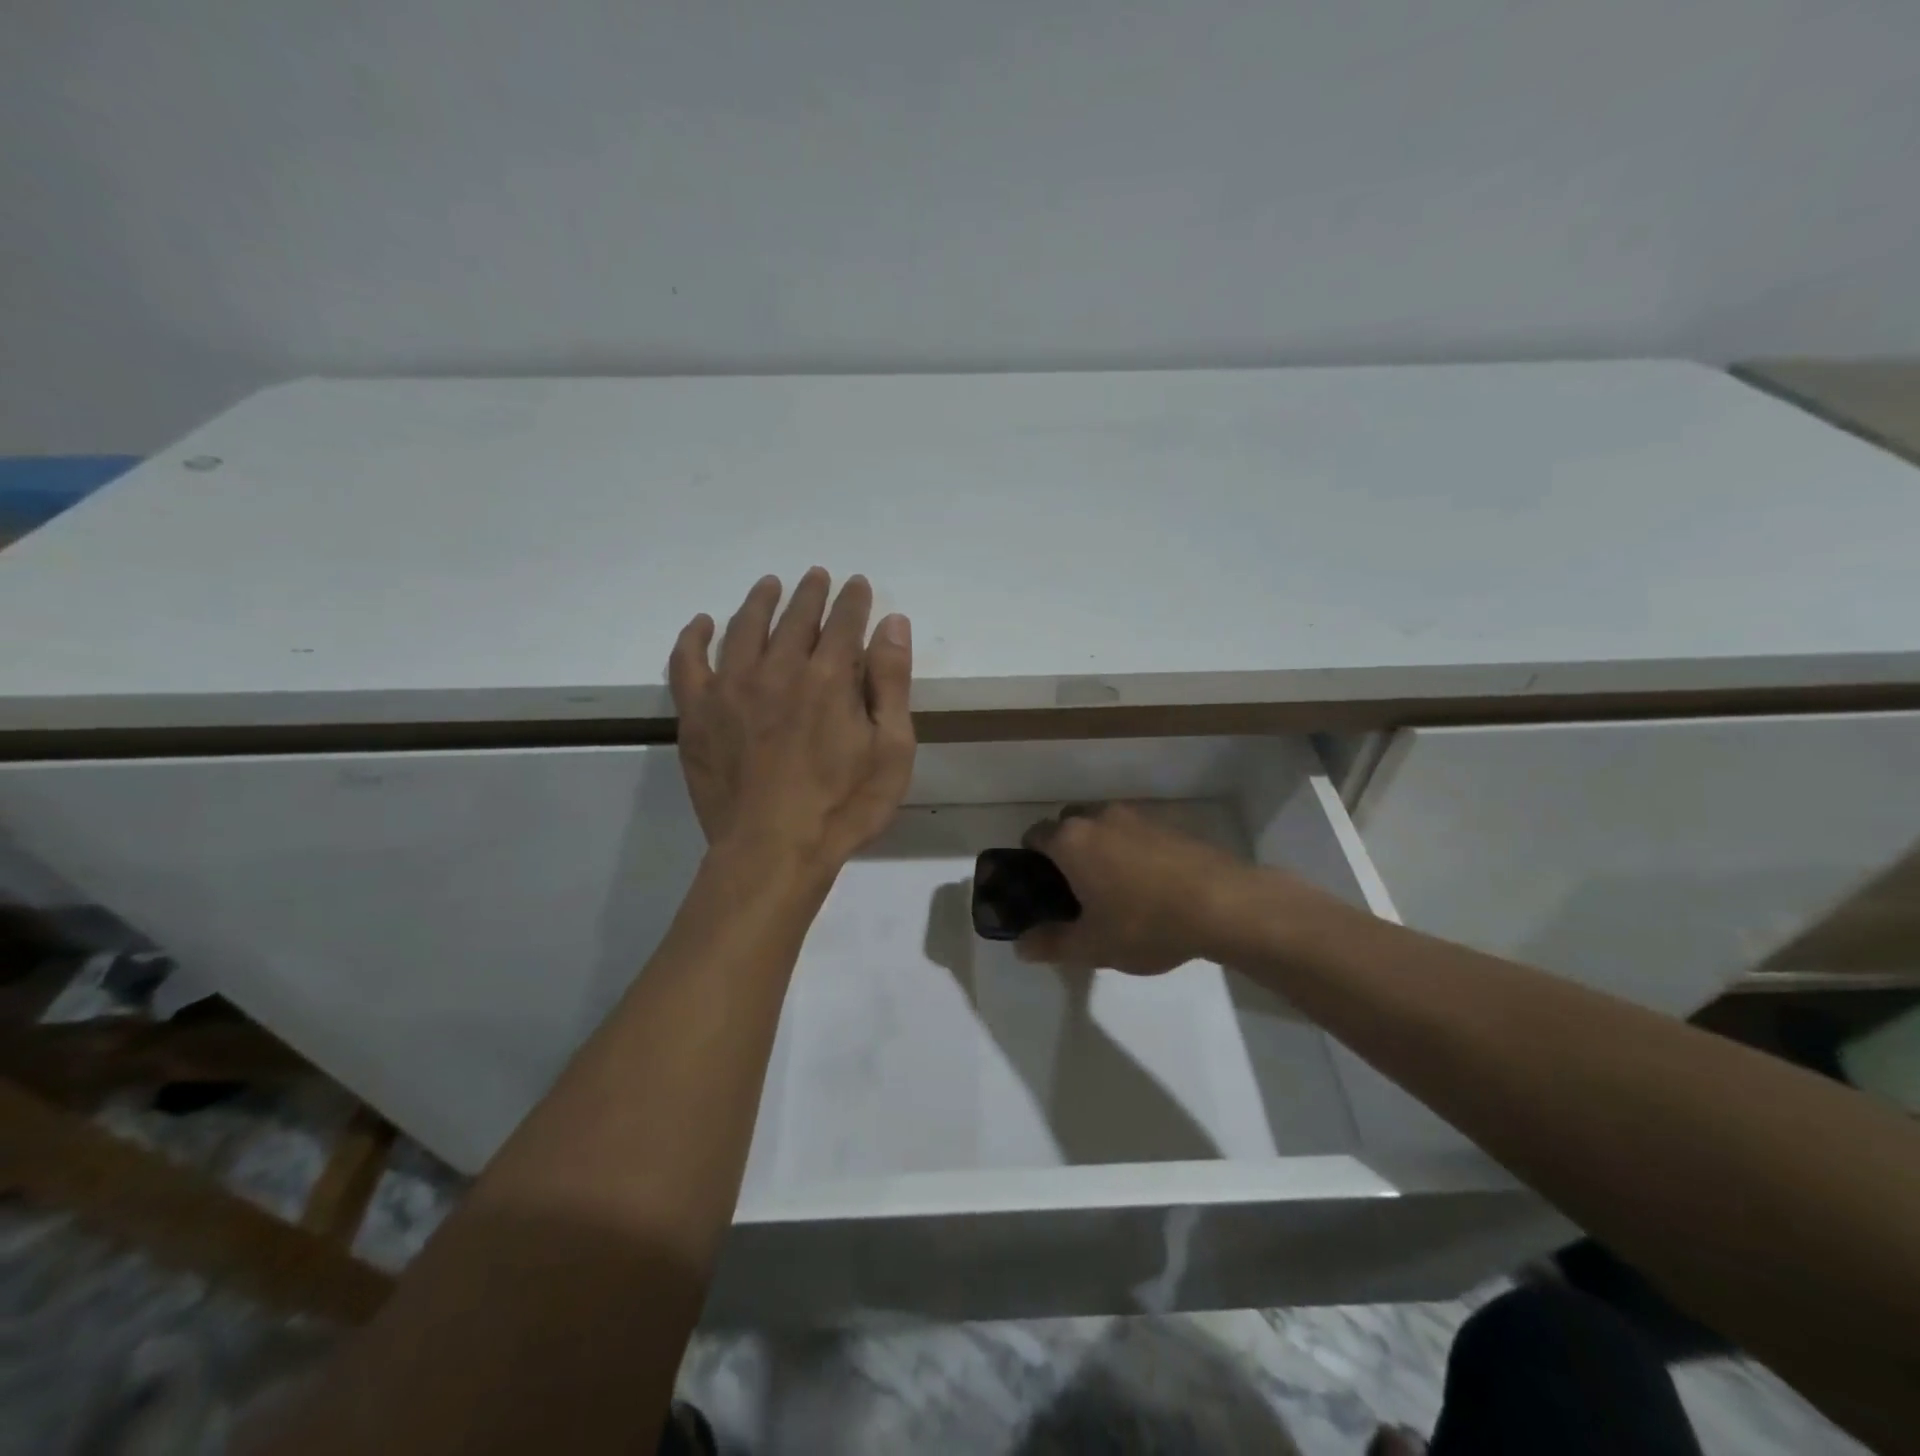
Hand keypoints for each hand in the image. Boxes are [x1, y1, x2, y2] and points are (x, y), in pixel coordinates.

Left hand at [668, 569, 914, 876]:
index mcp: (829, 677)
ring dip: (760, 601)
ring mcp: (731, 688)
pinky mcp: (697, 713)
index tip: (857, 584)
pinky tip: (703, 624)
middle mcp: (778, 669)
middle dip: (811, 593)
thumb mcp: (891, 750)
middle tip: (817, 577)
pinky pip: (688, 662)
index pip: (844, 622)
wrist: (772, 852)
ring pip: (744, 628)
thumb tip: (893, 624)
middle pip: (795, 617)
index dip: (853, 600)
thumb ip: (891, 683)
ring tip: (769, 585)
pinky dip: (694, 638)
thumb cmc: (843, 806)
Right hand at [1015, 804, 1250, 974]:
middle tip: (1075, 887)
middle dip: (1065, 848)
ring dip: (1100, 845)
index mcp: (1072, 840)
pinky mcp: (1169, 823)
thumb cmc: (1146, 923)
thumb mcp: (1094, 946)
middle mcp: (1100, 817)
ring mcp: (1137, 816)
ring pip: (1103, 824)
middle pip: (1068, 822)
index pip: (1035, 834)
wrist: (1224, 905)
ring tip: (1114, 885)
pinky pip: (1135, 830)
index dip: (1030, 858)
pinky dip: (1131, 847)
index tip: (1040, 885)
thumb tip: (1022, 947)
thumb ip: (1052, 944)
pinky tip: (1148, 882)